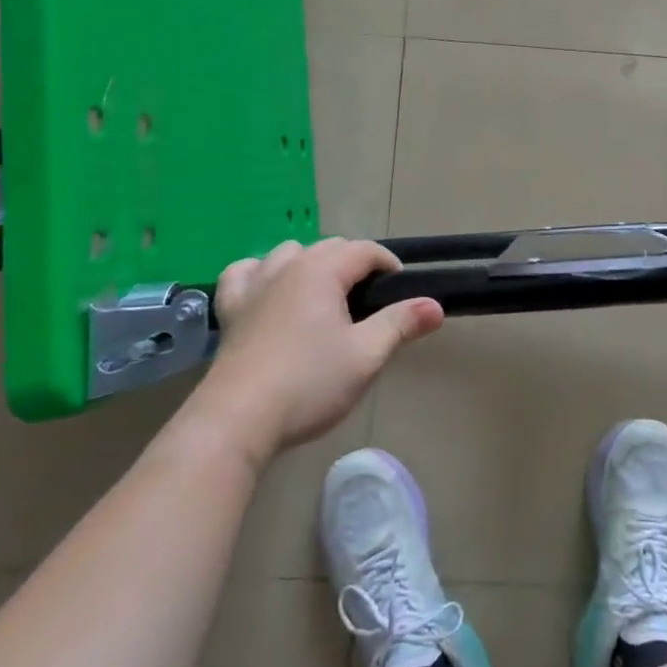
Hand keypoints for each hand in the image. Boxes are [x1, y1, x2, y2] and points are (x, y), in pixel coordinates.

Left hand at [188, 239, 443, 466]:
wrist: (237, 420)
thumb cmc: (308, 383)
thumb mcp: (366, 355)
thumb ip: (401, 324)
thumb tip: (435, 305)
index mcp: (322, 270)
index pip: (365, 250)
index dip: (389, 265)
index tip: (401, 291)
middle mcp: (287, 265)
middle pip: (330, 247)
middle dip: (355, 265)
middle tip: (370, 303)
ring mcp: (254, 284)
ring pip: (289, 253)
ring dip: (311, 264)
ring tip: (324, 296)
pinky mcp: (231, 308)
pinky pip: (245, 272)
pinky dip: (261, 273)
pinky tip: (268, 292)